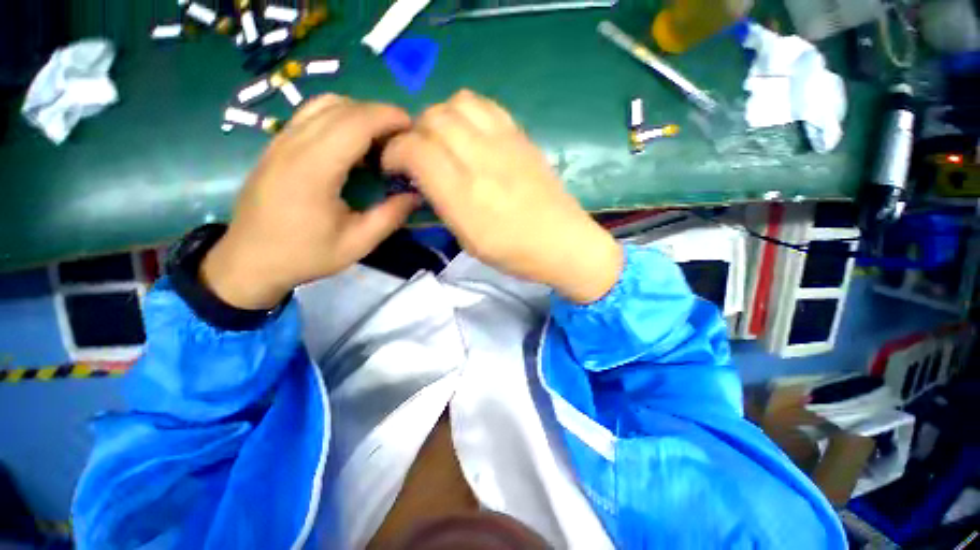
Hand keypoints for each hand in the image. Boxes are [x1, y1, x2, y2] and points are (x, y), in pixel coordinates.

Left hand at [201, 95, 418, 309]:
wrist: (249, 261)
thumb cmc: (305, 255)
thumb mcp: (357, 243)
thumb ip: (390, 216)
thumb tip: (416, 196)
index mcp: (313, 169)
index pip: (355, 122)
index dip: (387, 117)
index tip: (413, 127)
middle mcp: (293, 144)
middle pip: (341, 107)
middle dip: (378, 114)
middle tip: (402, 138)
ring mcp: (280, 141)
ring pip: (323, 105)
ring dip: (358, 114)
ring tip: (380, 140)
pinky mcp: (276, 146)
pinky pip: (311, 116)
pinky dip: (340, 120)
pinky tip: (353, 147)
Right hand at [382, 90, 621, 303]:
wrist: (563, 242)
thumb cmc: (514, 253)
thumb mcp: (468, 240)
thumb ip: (441, 203)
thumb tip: (422, 175)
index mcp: (465, 195)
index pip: (414, 149)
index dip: (394, 152)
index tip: (394, 166)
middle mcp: (482, 161)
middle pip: (432, 118)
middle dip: (413, 133)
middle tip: (417, 154)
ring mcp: (505, 143)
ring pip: (456, 103)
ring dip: (439, 117)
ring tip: (442, 140)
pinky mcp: (522, 137)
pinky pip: (485, 105)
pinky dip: (466, 111)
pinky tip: (469, 133)